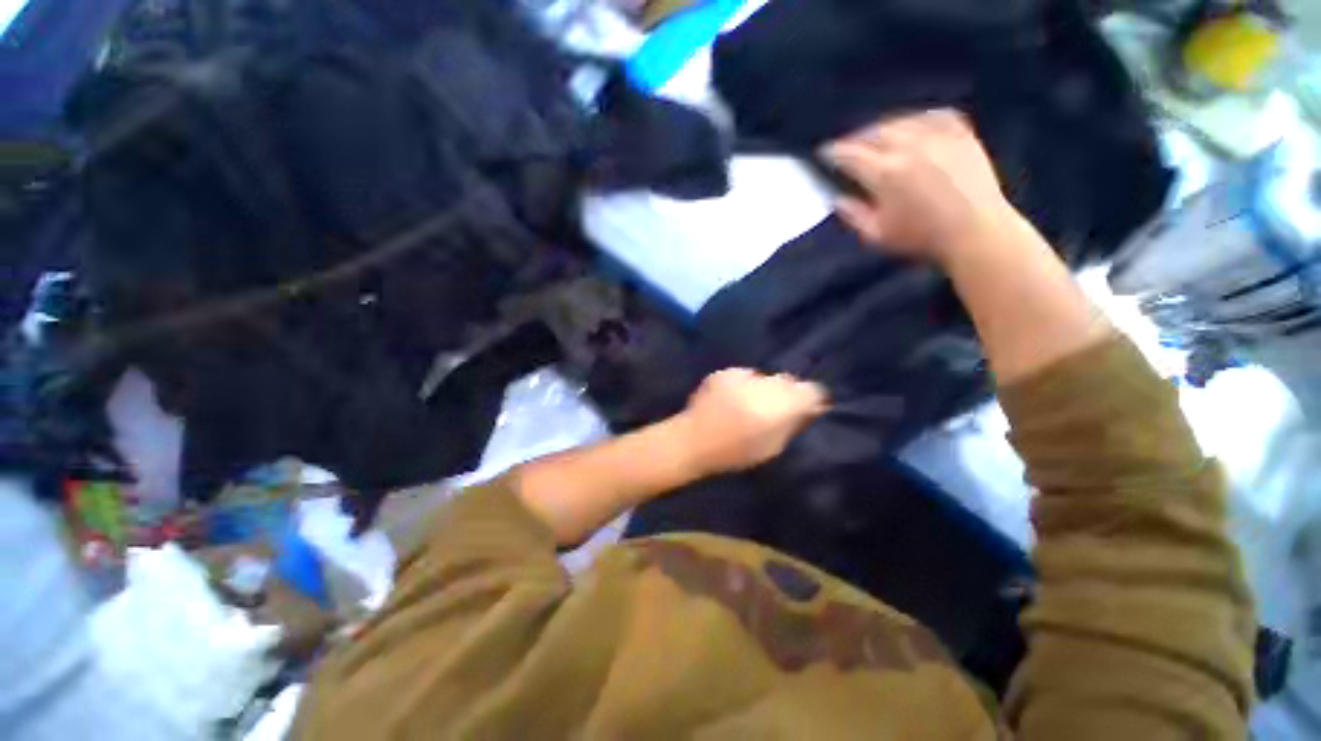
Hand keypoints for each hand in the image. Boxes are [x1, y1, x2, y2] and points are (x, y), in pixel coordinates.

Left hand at [679, 369, 827, 475]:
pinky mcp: (725, 372)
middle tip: (776, 409)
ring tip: (750, 404)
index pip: (813, 390)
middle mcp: (766, 384)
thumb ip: (795, 424)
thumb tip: (812, 409)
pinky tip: (732, 398)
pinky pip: (744, 375)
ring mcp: (743, 375)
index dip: (812, 400)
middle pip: (789, 381)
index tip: (807, 409)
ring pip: (766, 377)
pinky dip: (744, 385)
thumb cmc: (736, 452)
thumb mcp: (774, 447)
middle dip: (787, 393)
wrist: (694, 441)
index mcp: (782, 405)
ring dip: (764, 388)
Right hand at [822, 109, 1015, 263]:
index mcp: (884, 173)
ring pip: (901, 120)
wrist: (975, 230)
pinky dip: (917, 118)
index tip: (824, 152)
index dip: (834, 152)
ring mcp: (937, 135)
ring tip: (874, 136)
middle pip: (873, 132)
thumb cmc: (921, 237)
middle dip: (855, 137)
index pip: (850, 154)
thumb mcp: (877, 234)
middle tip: (847, 145)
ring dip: (882, 127)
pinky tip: (911, 125)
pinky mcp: (961, 132)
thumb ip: (853, 215)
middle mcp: (908, 146)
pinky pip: (932, 114)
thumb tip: (836, 199)